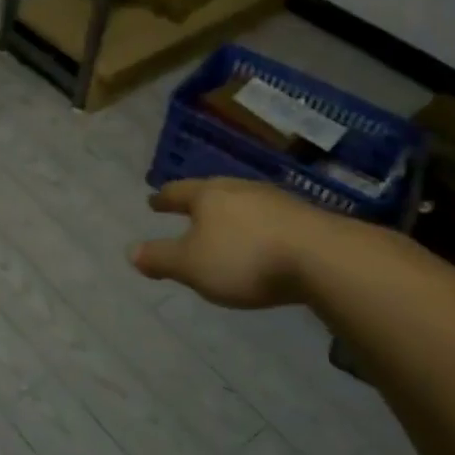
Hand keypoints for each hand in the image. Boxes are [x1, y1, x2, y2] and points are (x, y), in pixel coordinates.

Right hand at [129, 178, 323, 308]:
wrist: (324, 258)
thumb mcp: (192, 266)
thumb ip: (161, 258)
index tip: (153, 202)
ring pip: (243, 202)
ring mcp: (275, 200)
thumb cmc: (245, 259)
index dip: (163, 199)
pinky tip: (262, 240)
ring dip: (230, 213)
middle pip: (212, 191)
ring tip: (224, 225)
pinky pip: (270, 218)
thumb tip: (131, 251)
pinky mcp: (305, 218)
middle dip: (198, 202)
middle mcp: (239, 189)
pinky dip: (258, 227)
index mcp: (208, 196)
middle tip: (188, 209)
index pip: (178, 192)